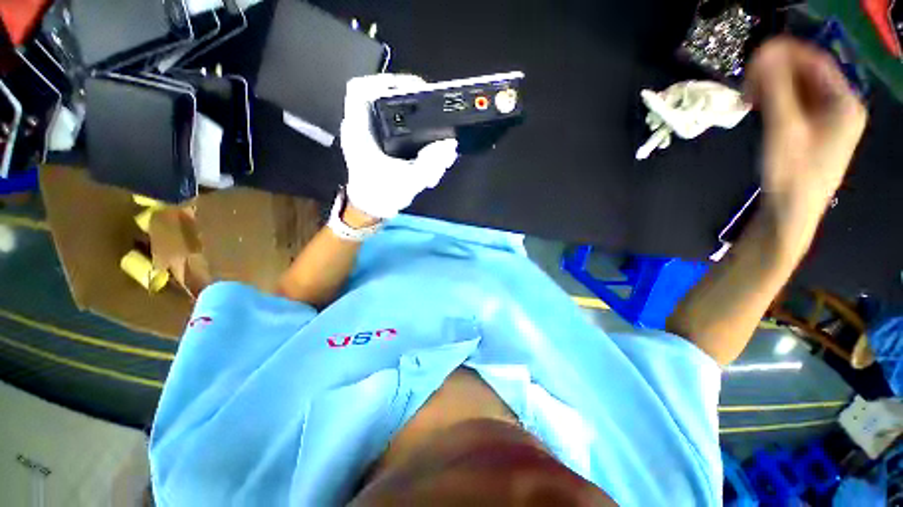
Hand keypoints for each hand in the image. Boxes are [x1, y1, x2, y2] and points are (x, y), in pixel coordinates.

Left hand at [340, 74, 458, 219]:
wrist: (372, 209)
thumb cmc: (382, 196)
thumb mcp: (409, 181)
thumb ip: (430, 164)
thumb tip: (450, 146)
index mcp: (359, 132)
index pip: (360, 89)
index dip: (384, 81)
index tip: (412, 90)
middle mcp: (362, 128)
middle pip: (382, 96)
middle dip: (410, 101)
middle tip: (432, 111)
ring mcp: (370, 134)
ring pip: (392, 111)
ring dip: (414, 118)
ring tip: (431, 132)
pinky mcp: (379, 142)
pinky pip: (396, 126)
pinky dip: (413, 131)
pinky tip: (426, 146)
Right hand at [745, 37, 867, 227]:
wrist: (791, 213)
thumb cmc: (792, 174)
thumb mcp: (784, 129)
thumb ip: (776, 89)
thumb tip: (764, 54)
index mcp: (844, 103)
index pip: (816, 61)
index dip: (785, 54)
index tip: (754, 61)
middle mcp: (842, 107)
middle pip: (808, 75)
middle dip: (777, 74)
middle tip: (747, 84)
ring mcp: (829, 121)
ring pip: (801, 90)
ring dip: (774, 88)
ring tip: (750, 99)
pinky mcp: (816, 133)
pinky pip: (798, 106)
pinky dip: (778, 102)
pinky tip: (761, 110)